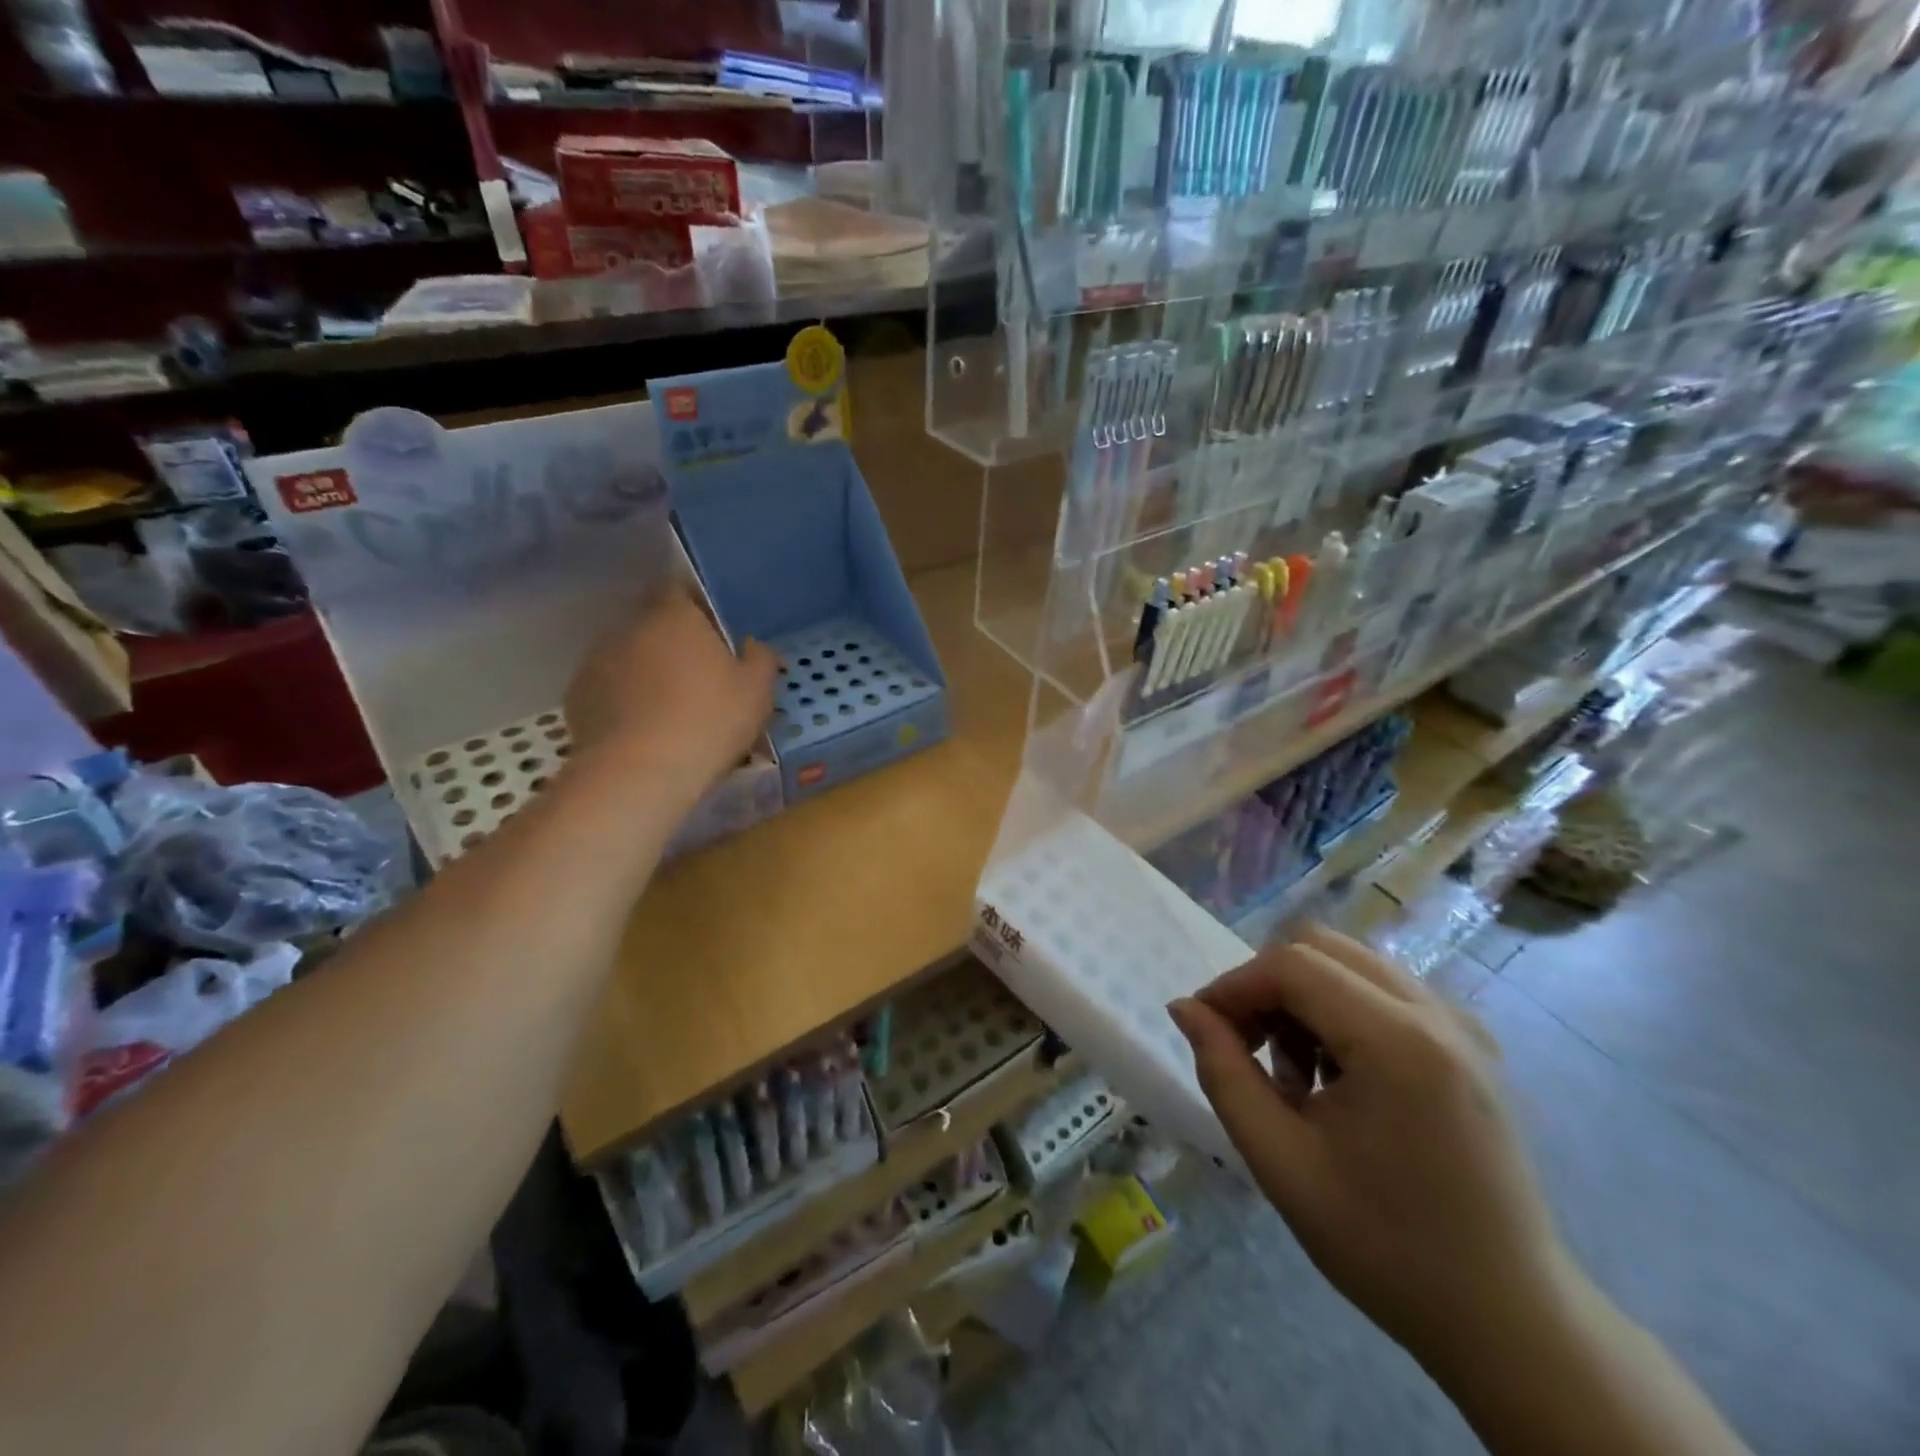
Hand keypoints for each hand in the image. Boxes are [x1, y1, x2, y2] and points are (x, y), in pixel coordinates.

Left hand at [565, 589, 777, 792]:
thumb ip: (760, 659)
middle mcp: (630, 626)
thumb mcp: (758, 692)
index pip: (681, 588)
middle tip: (698, 677)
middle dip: (672, 642)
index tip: (714, 633)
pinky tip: (642, 730)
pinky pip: (608, 689)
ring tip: (668, 709)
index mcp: (676, 615)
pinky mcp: (577, 696)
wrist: (640, 773)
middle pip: (654, 624)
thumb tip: (752, 645)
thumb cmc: (709, 721)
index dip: (697, 607)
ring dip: (646, 672)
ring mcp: (597, 661)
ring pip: (629, 656)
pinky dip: (623, 701)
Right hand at [1169, 925, 1570, 1370]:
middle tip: (1244, 1048)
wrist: (1510, 1322)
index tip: (1204, 1030)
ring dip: (1301, 1000)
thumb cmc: (1387, 1246)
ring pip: (1349, 965)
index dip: (1234, 986)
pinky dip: (1338, 1013)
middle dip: (1266, 986)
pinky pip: (1381, 992)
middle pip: (1320, 947)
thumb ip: (1224, 1072)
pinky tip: (1336, 1080)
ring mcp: (1460, 1025)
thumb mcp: (1281, 1162)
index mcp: (1398, 1041)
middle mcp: (1436, 1013)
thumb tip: (1186, 1008)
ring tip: (1292, 1077)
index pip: (1291, 965)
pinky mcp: (1468, 1044)